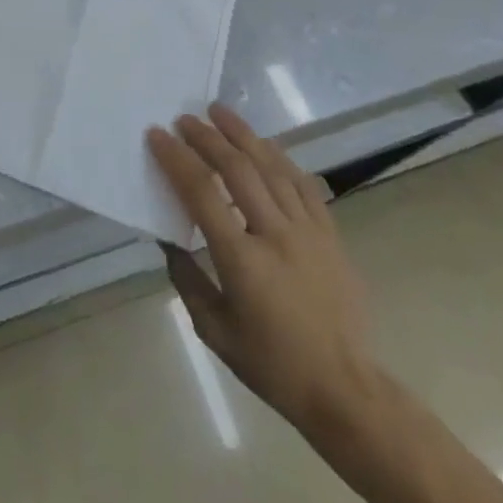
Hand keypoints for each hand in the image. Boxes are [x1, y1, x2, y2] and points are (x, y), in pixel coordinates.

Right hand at [147, 104, 380, 436]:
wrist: (345, 389)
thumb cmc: (272, 365)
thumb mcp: (214, 330)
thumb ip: (187, 278)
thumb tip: (169, 238)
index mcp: (242, 261)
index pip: (202, 194)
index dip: (177, 159)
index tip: (157, 135)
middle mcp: (275, 235)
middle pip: (238, 170)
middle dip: (208, 137)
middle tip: (185, 118)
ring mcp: (308, 232)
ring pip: (272, 168)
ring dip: (243, 136)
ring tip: (220, 112)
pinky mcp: (330, 235)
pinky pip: (303, 184)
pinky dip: (280, 159)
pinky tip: (264, 146)